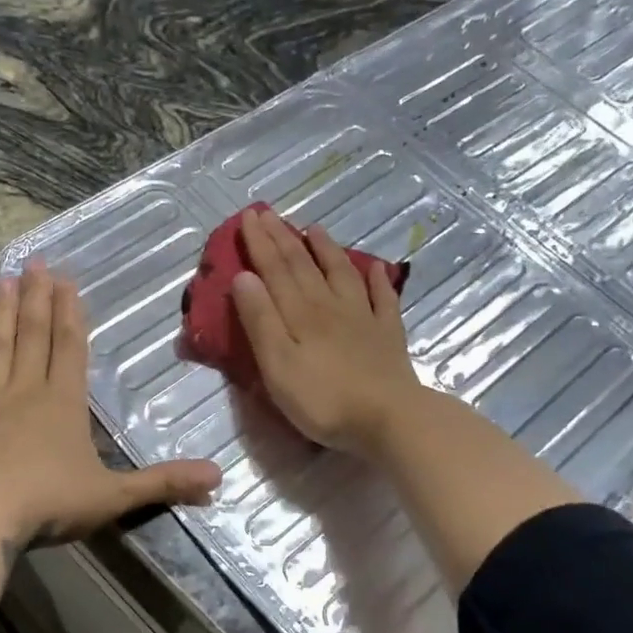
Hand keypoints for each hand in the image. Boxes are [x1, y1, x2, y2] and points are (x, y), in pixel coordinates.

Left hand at [0, 262, 221, 549]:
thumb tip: (219, 478)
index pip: (70, 348)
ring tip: (3, 281)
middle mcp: (23, 394)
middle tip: (37, 263)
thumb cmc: (49, 503)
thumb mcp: (114, 496)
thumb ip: (164, 483)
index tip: (67, 279)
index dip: (72, 313)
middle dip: (40, 300)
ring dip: (0, 316)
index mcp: (62, 404)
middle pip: (34, 338)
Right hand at [229, 206, 425, 457]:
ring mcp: (363, 317)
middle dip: (283, 237)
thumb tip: (244, 276)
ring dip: (326, 249)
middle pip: (303, 265)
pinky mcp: (387, 335)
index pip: (275, 269)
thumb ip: (260, 320)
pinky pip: (383, 298)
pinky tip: (376, 268)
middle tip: (268, 213)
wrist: (389, 419)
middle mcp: (330, 305)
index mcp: (299, 313)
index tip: (248, 216)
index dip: (260, 242)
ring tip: (315, 228)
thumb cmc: (323, 398)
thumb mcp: (277, 364)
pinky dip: (377, 280)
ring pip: (341, 273)